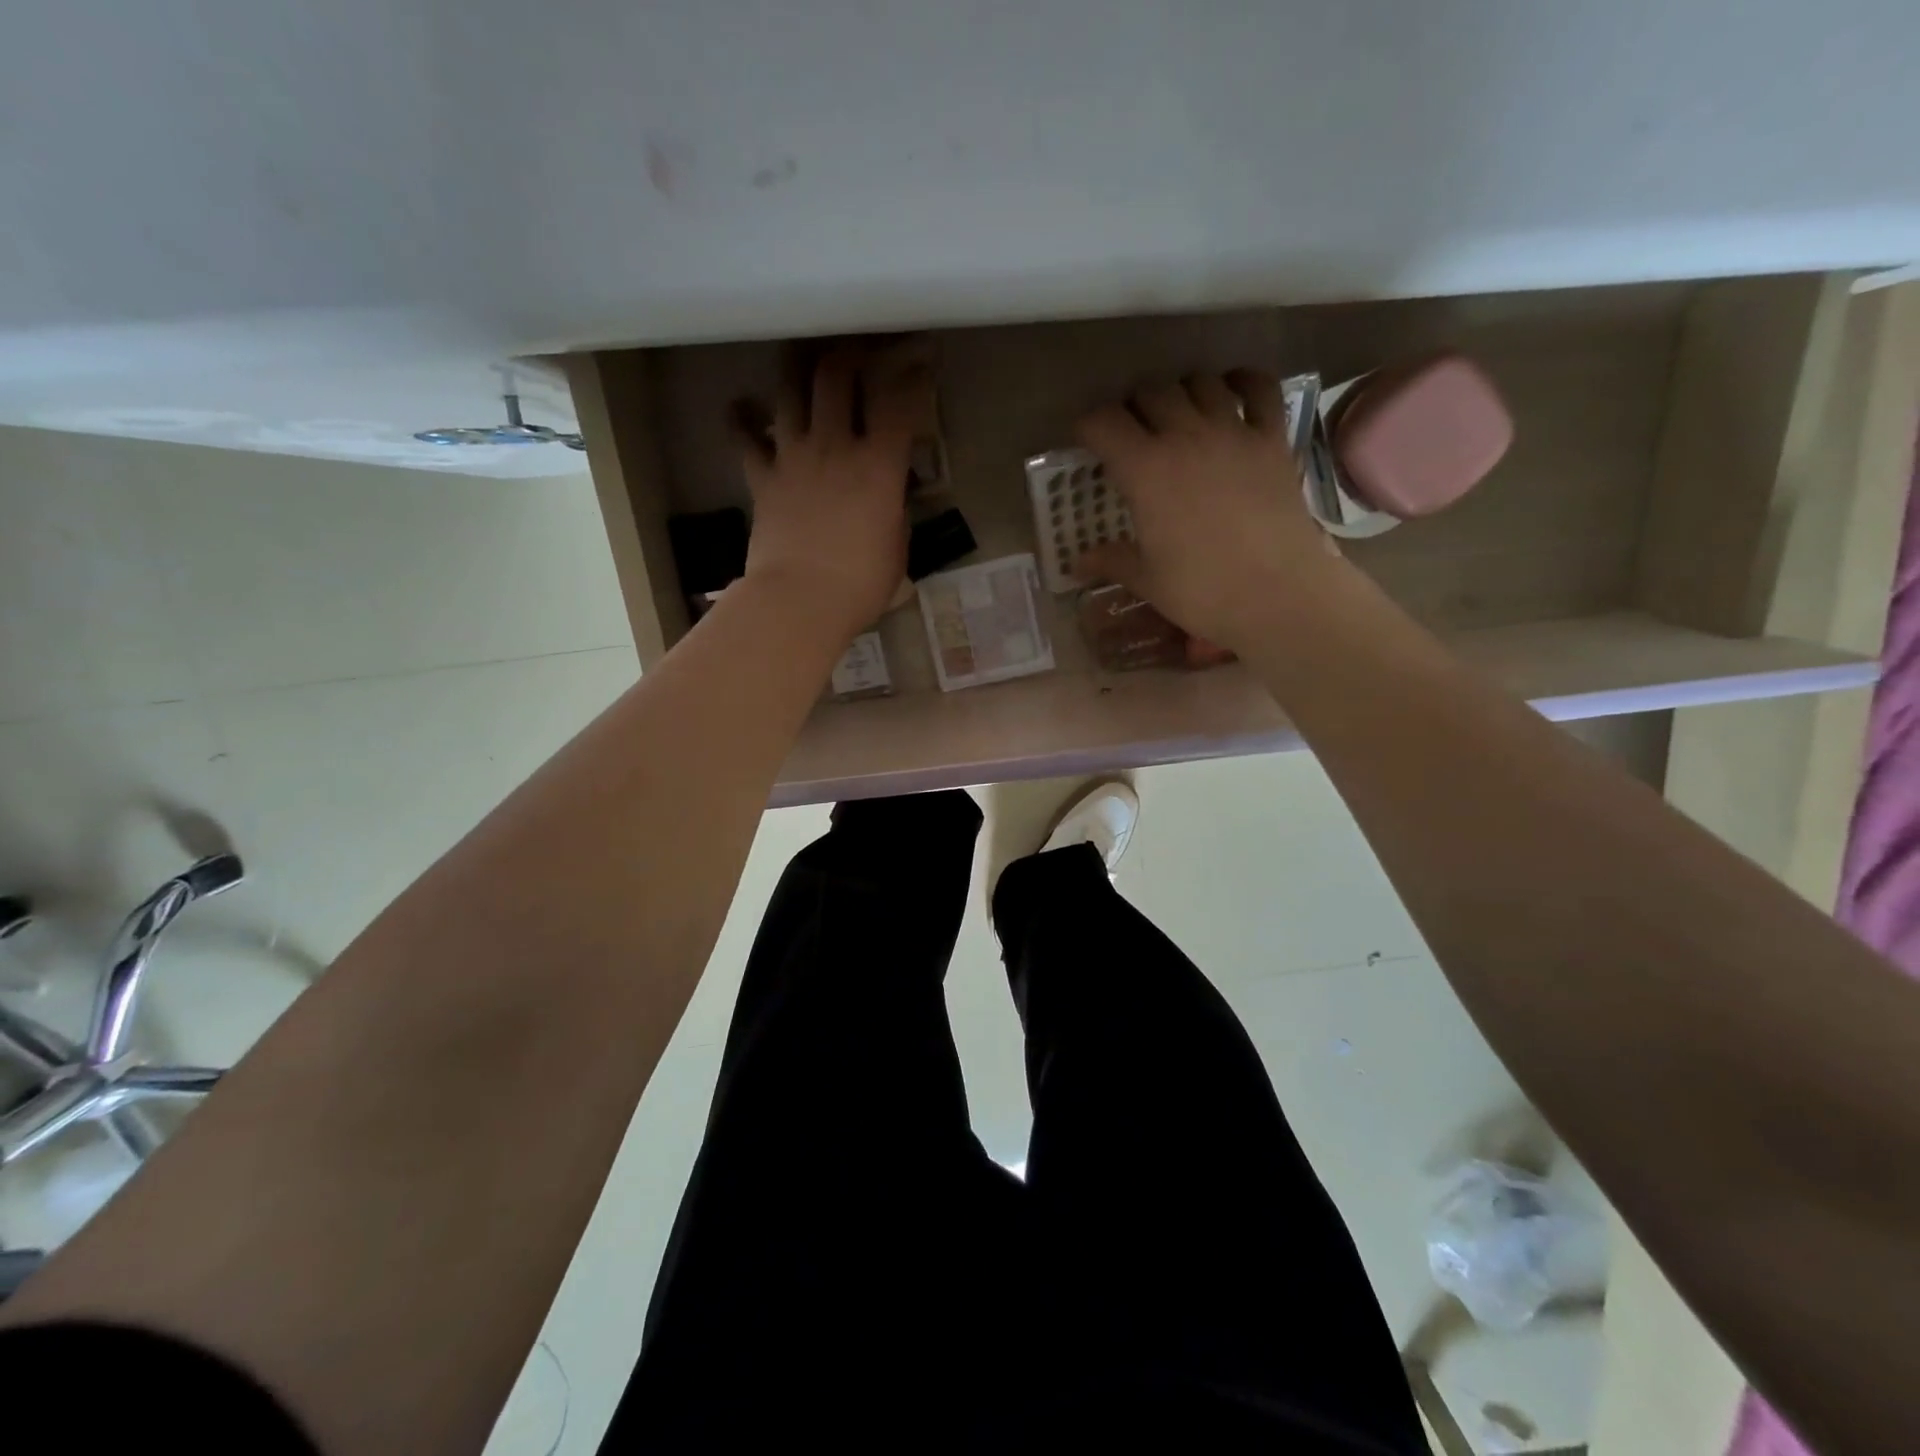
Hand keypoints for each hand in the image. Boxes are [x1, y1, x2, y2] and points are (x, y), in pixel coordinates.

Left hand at [737, 349, 930, 637]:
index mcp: (879, 466)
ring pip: (789, 391)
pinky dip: (741, 418)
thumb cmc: (860, 584)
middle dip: (848, 352)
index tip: (920, 364)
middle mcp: (835, 446)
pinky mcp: (762, 477)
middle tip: (855, 350)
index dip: (913, 377)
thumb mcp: (897, 548)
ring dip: (797, 370)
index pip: (901, 404)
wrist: (800, 600)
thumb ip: (894, 512)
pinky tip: (741, 408)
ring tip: (802, 360)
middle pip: (836, 375)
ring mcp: (793, 457)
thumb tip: (888, 498)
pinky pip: (744, 437)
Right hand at [1074, 371, 1349, 650]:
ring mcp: (1233, 433)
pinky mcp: (1272, 440)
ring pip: (1200, 383)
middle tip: (1130, 432)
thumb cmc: (1202, 592)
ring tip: (1176, 413)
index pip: (1104, 424)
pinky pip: (1260, 389)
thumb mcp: (1147, 580)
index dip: (1088, 426)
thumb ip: (1112, 561)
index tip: (1085, 441)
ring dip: (1180, 391)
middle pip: (1151, 393)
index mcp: (1145, 471)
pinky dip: (1243, 381)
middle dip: (1133, 407)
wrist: (1278, 596)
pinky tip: (1231, 389)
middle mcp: (1186, 437)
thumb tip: (1078, 563)